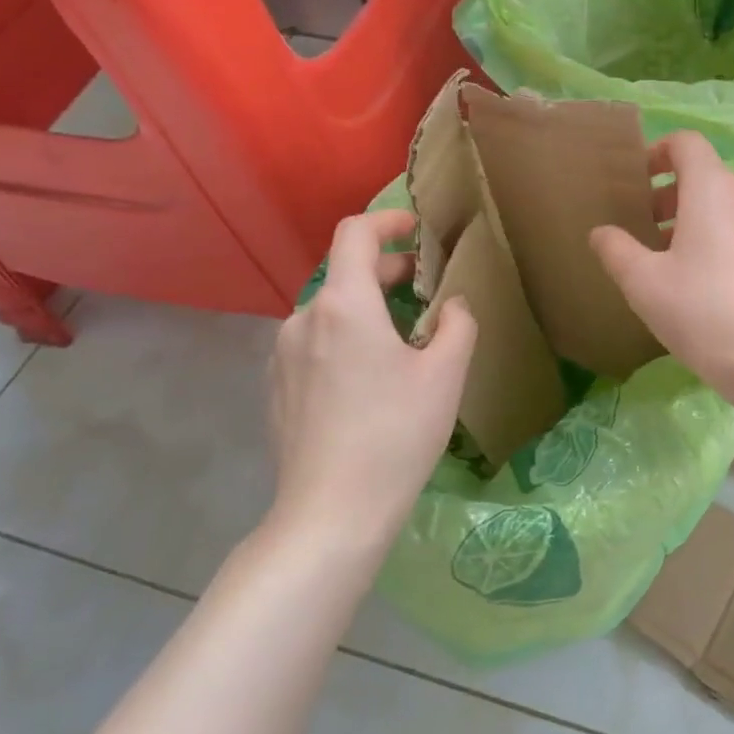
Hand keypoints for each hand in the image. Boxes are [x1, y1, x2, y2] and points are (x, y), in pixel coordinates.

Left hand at [267, 209, 476, 563]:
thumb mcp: (447, 373)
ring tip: (403, 343)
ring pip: (331, 312)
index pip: (355, 233)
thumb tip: (452, 305)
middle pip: (345, 273)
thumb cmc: (397, 433)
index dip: (388, 220)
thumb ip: (457, 324)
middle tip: (427, 294)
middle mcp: (304, 318)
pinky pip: (315, 344)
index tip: (416, 231)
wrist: (332, 512)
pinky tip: (369, 381)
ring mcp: (282, 355)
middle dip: (388, 271)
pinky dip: (345, 340)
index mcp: (344, 304)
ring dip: (367, 310)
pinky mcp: (276, 388)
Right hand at [589, 132, 733, 403]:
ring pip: (721, 211)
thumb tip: (601, 232)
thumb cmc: (704, 309)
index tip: (634, 183)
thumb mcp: (644, 283)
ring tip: (660, 263)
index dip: (657, 153)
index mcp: (712, 189)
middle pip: (703, 178)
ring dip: (688, 224)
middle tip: (638, 228)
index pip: (687, 143)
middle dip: (666, 196)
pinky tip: (694, 289)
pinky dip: (712, 245)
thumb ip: (616, 250)